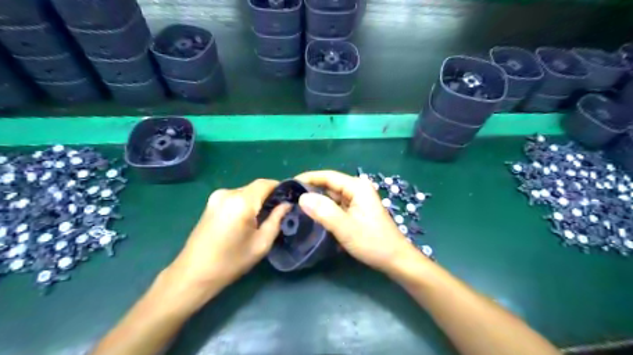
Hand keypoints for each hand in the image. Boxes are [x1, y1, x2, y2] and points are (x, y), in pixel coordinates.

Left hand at [163, 178, 291, 308]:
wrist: (193, 274)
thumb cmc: (231, 262)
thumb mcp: (261, 243)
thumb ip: (276, 219)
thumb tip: (287, 204)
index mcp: (241, 201)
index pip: (266, 183)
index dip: (280, 188)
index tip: (290, 198)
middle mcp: (228, 193)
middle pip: (255, 187)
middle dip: (269, 196)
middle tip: (278, 212)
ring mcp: (216, 197)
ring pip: (245, 192)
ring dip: (256, 201)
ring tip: (263, 218)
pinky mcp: (211, 203)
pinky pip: (235, 197)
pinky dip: (245, 204)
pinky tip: (246, 220)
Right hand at [296, 171, 421, 272]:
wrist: (395, 259)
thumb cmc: (373, 242)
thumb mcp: (345, 227)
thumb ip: (323, 211)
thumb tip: (302, 197)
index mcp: (357, 187)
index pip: (328, 176)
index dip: (308, 178)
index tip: (289, 185)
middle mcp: (357, 189)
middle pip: (329, 185)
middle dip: (311, 191)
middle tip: (290, 200)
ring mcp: (357, 200)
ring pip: (332, 197)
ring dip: (317, 202)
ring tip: (297, 208)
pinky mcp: (356, 211)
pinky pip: (337, 206)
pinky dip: (325, 210)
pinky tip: (313, 217)